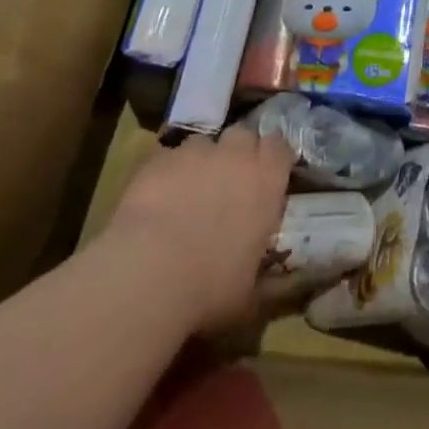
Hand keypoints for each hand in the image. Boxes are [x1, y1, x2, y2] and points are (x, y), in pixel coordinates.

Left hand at [100, 126, 296, 334]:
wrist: (148, 274)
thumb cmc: (210, 288)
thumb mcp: (249, 293)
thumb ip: (261, 272)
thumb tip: (269, 283)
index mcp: (267, 180)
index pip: (280, 147)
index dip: (273, 158)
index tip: (267, 176)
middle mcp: (236, 155)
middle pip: (243, 136)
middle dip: (237, 153)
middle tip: (228, 182)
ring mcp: (195, 153)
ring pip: (203, 145)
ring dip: (201, 163)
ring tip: (188, 193)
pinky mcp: (158, 160)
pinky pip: (168, 159)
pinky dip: (166, 174)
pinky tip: (156, 202)